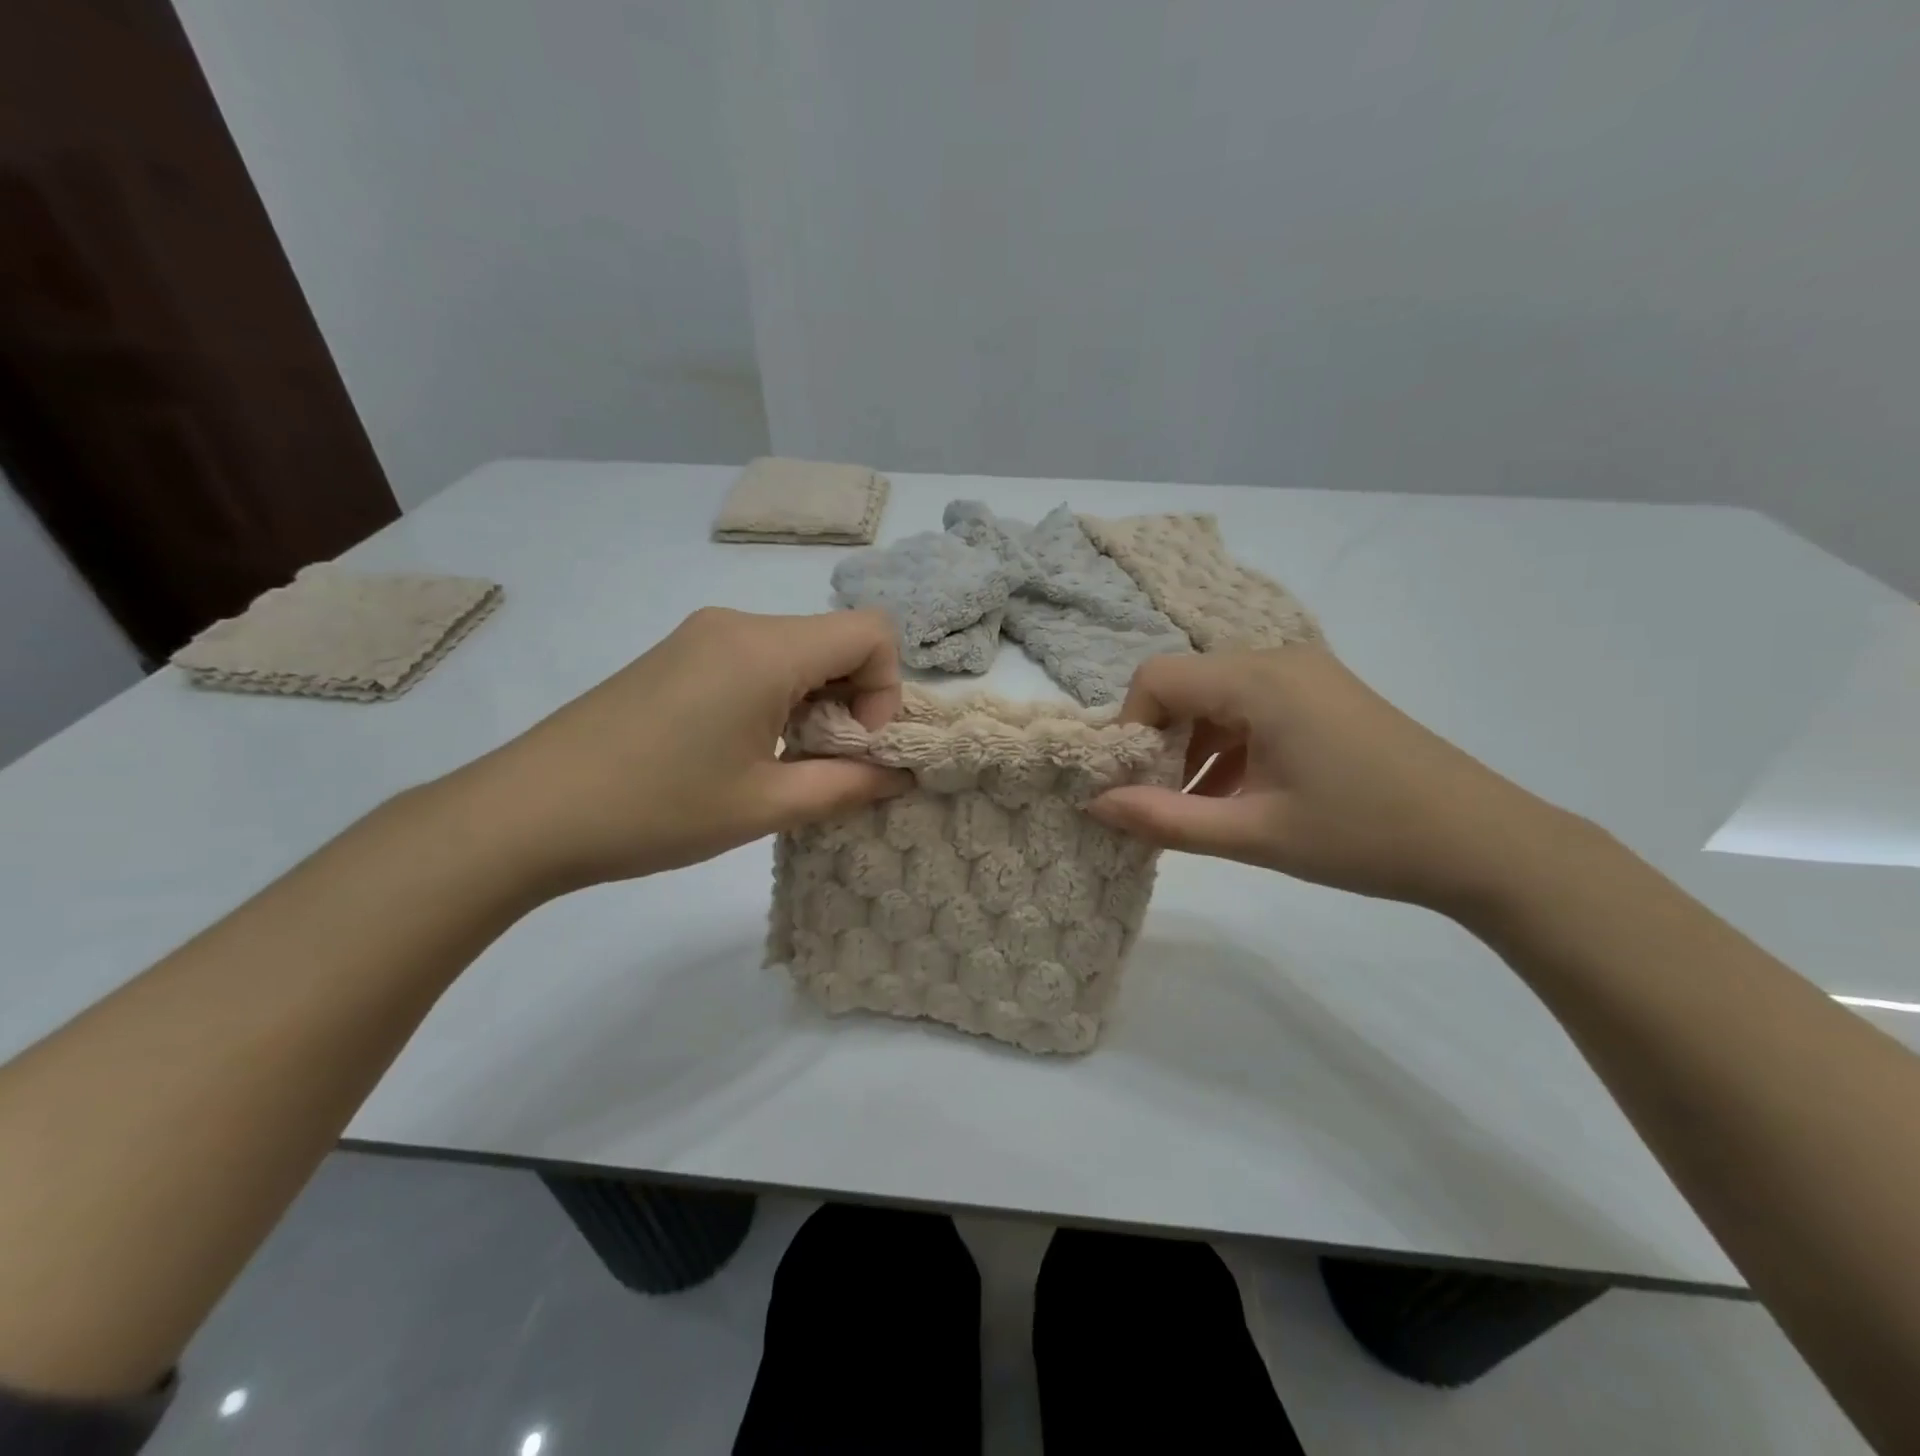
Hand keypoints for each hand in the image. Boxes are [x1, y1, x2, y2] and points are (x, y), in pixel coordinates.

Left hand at [454, 608, 910, 892]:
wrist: (525, 814)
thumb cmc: (656, 810)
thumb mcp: (765, 806)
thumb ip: (848, 786)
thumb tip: (898, 776)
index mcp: (765, 649)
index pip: (872, 632)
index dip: (885, 689)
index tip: (855, 745)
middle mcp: (738, 624)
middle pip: (835, 640)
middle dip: (852, 699)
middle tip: (824, 764)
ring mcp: (702, 635)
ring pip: (797, 651)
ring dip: (815, 702)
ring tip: (781, 763)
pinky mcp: (677, 655)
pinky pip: (757, 660)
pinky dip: (777, 697)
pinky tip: (742, 750)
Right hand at [1088, 648, 1589, 915]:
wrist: (1486, 844)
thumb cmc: (1364, 836)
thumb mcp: (1255, 834)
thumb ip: (1166, 819)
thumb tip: (1096, 806)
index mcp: (1260, 680)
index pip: (1157, 677)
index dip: (1130, 728)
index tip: (1131, 784)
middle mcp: (1278, 660)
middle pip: (1186, 685)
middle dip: (1160, 742)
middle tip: (1160, 801)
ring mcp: (1307, 676)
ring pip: (1218, 699)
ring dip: (1194, 748)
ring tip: (1198, 808)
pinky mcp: (1325, 697)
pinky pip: (1253, 709)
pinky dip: (1230, 747)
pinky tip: (1237, 797)